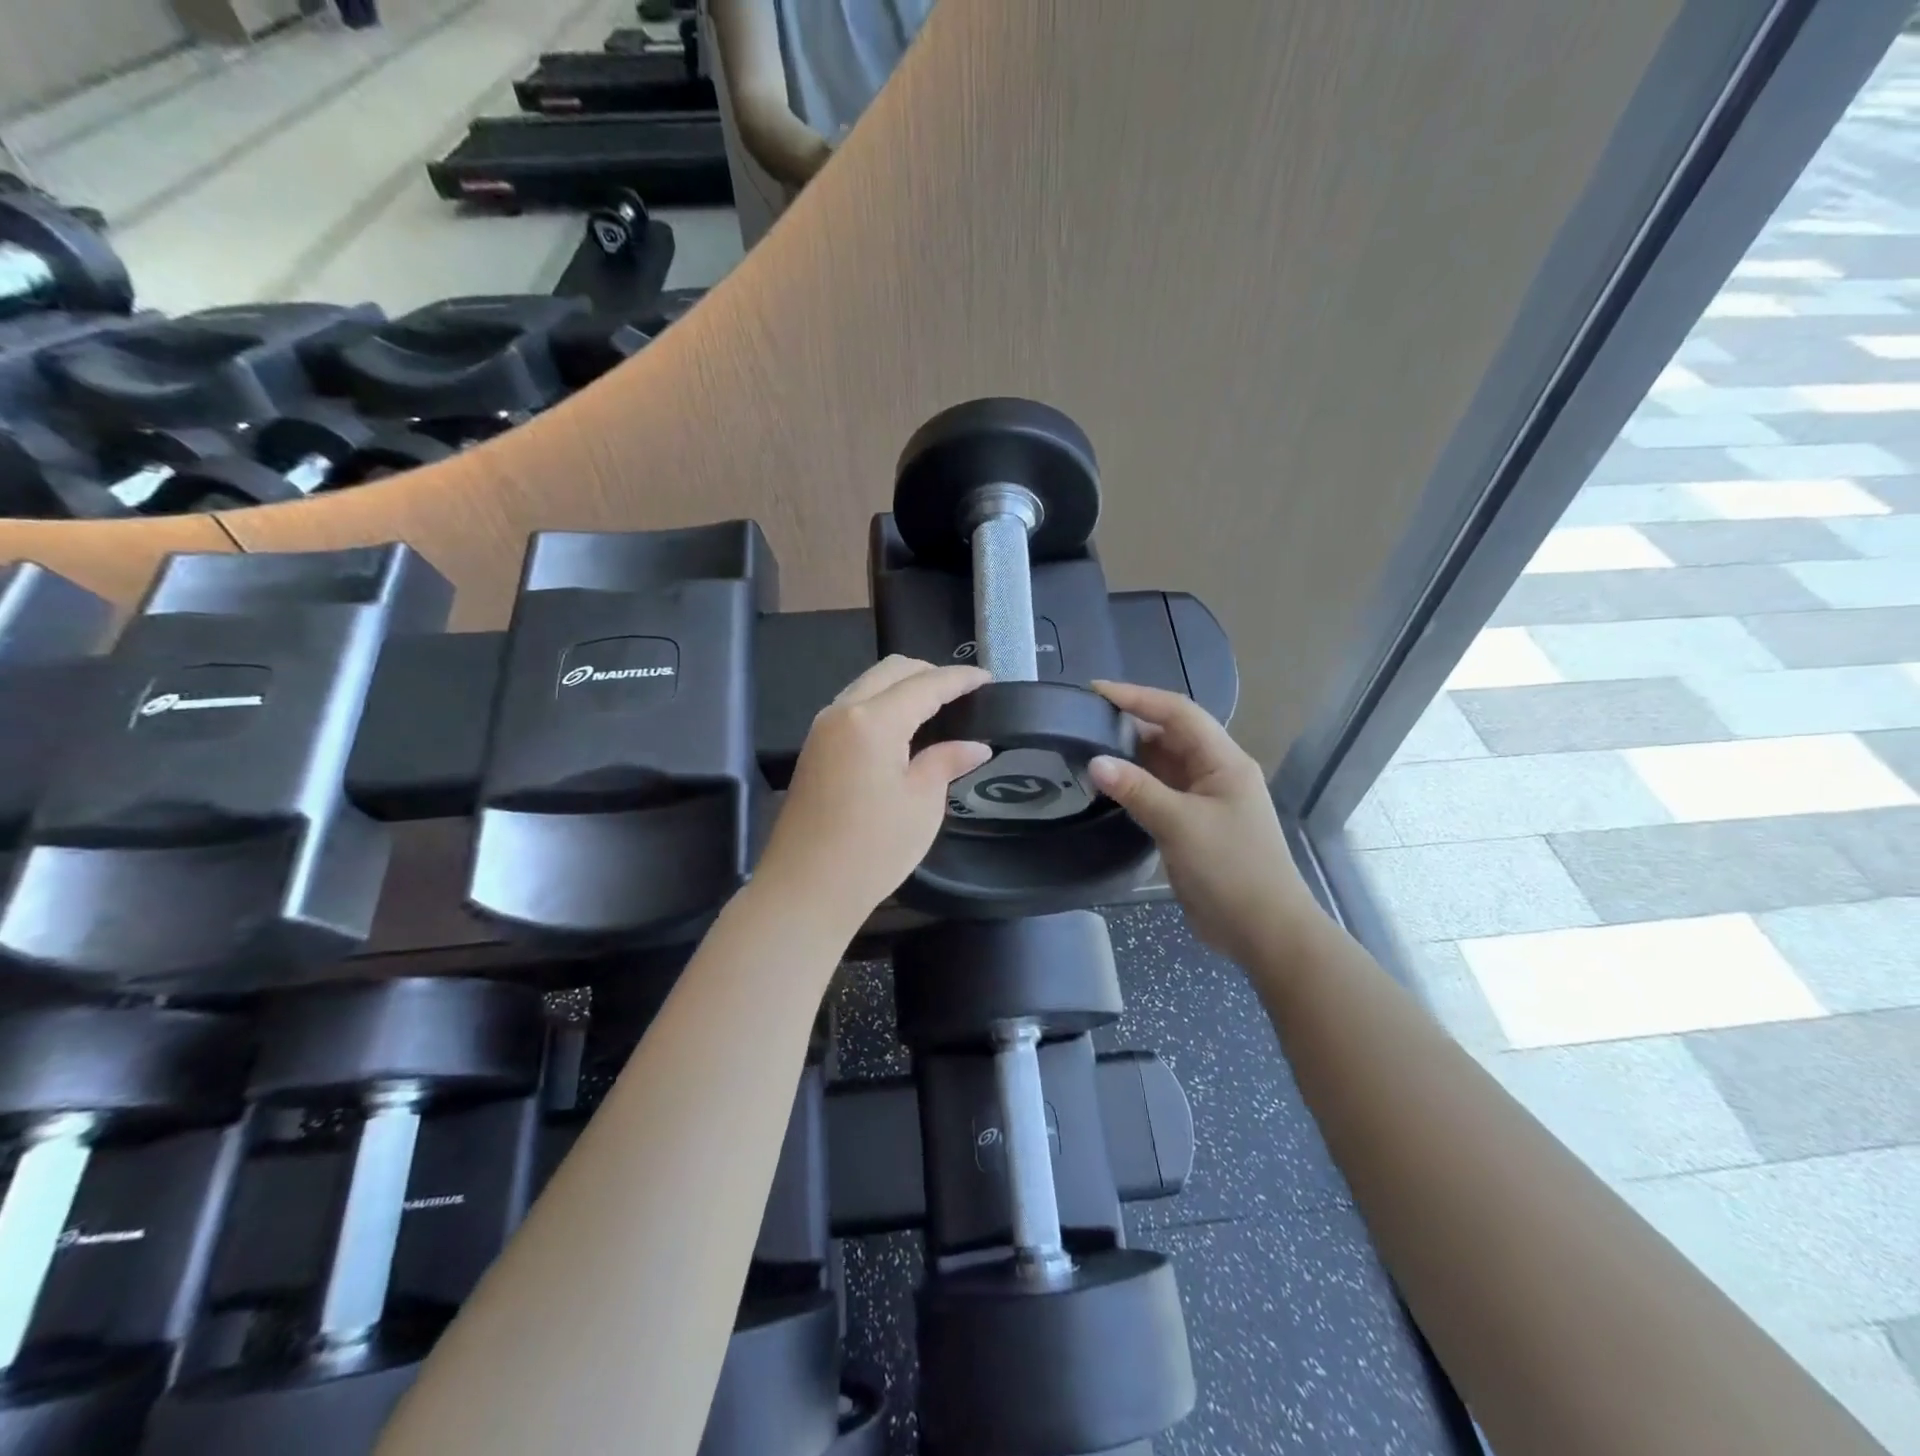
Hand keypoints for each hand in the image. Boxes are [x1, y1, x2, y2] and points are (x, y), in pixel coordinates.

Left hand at [755, 656, 991, 931]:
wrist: (805, 889)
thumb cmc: (872, 849)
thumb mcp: (922, 804)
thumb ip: (946, 761)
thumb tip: (975, 746)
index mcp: (873, 720)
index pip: (925, 684)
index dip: (959, 679)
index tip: (987, 678)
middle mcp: (842, 711)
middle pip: (891, 671)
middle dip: (930, 673)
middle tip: (963, 692)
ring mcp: (823, 728)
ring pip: (869, 684)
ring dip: (903, 686)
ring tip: (937, 706)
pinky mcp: (814, 748)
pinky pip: (854, 706)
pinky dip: (883, 704)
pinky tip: (903, 727)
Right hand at [1086, 680, 1317, 965]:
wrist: (1264, 931)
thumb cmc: (1231, 870)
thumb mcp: (1181, 825)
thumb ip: (1137, 790)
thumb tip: (1094, 761)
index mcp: (1224, 761)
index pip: (1178, 712)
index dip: (1137, 697)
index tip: (1094, 691)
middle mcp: (1215, 772)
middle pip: (1169, 734)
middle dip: (1129, 723)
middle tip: (1082, 720)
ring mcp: (1205, 800)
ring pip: (1163, 764)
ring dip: (1130, 755)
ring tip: (1086, 746)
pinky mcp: (1193, 825)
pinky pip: (1160, 792)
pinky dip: (1135, 785)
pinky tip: (1107, 785)